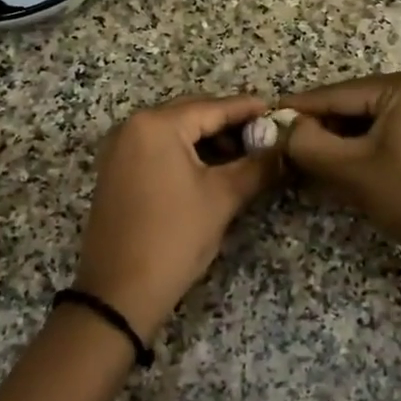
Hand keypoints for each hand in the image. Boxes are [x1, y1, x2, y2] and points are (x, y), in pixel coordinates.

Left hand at [71, 94, 282, 340]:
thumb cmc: (174, 238)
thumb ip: (257, 166)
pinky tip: (212, 169)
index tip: (276, 110)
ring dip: (208, 140)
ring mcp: (120, 149)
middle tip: (264, 136)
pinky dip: (186, 154)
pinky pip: (158, 149)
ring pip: (174, 132)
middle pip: (191, 114)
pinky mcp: (116, 171)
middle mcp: (132, 127)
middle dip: (228, 124)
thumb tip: (285, 148)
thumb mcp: (222, 198)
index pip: (212, 107)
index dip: (247, 109)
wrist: (119, 292)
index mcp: (157, 125)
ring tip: (244, 157)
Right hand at [284, 67, 400, 276]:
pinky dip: (367, 148)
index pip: (338, 94)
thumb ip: (307, 143)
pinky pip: (392, 131)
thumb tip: (283, 127)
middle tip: (288, 150)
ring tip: (313, 163)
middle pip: (356, 106)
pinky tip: (347, 166)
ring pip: (372, 121)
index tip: (265, 119)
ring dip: (343, 141)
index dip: (299, 110)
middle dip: (323, 129)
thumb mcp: (350, 170)